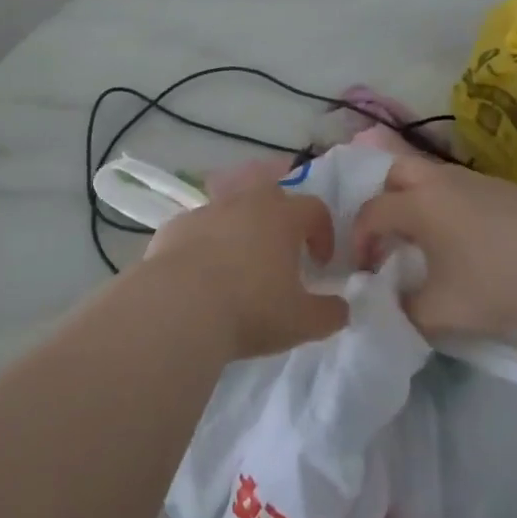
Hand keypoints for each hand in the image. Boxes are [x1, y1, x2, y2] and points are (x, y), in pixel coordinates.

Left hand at [143, 184, 346, 358]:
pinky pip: (198, 229)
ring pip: (231, 210)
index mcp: (282, 216)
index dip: (323, 233)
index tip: (320, 264)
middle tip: (280, 254)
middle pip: (271, 195)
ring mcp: (206, 211)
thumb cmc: (250, 309)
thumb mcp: (302, 322)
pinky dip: (205, 244)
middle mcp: (245, 203)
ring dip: (240, 231)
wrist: (178, 307)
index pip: (314, 209)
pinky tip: (201, 276)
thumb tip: (342, 308)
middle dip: (280, 219)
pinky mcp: (175, 226)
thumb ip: (330, 314)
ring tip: (238, 267)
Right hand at [351, 154, 516, 338]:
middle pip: (396, 171)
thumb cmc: (495, 287)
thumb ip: (405, 309)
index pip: (372, 211)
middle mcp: (442, 181)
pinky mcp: (506, 189)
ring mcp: (477, 180)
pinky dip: (448, 203)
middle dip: (383, 198)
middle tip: (389, 234)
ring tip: (427, 237)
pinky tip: (466, 238)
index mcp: (419, 204)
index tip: (366, 268)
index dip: (360, 239)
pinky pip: (461, 186)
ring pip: (432, 175)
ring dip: (418, 199)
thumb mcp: (440, 311)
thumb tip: (394, 304)